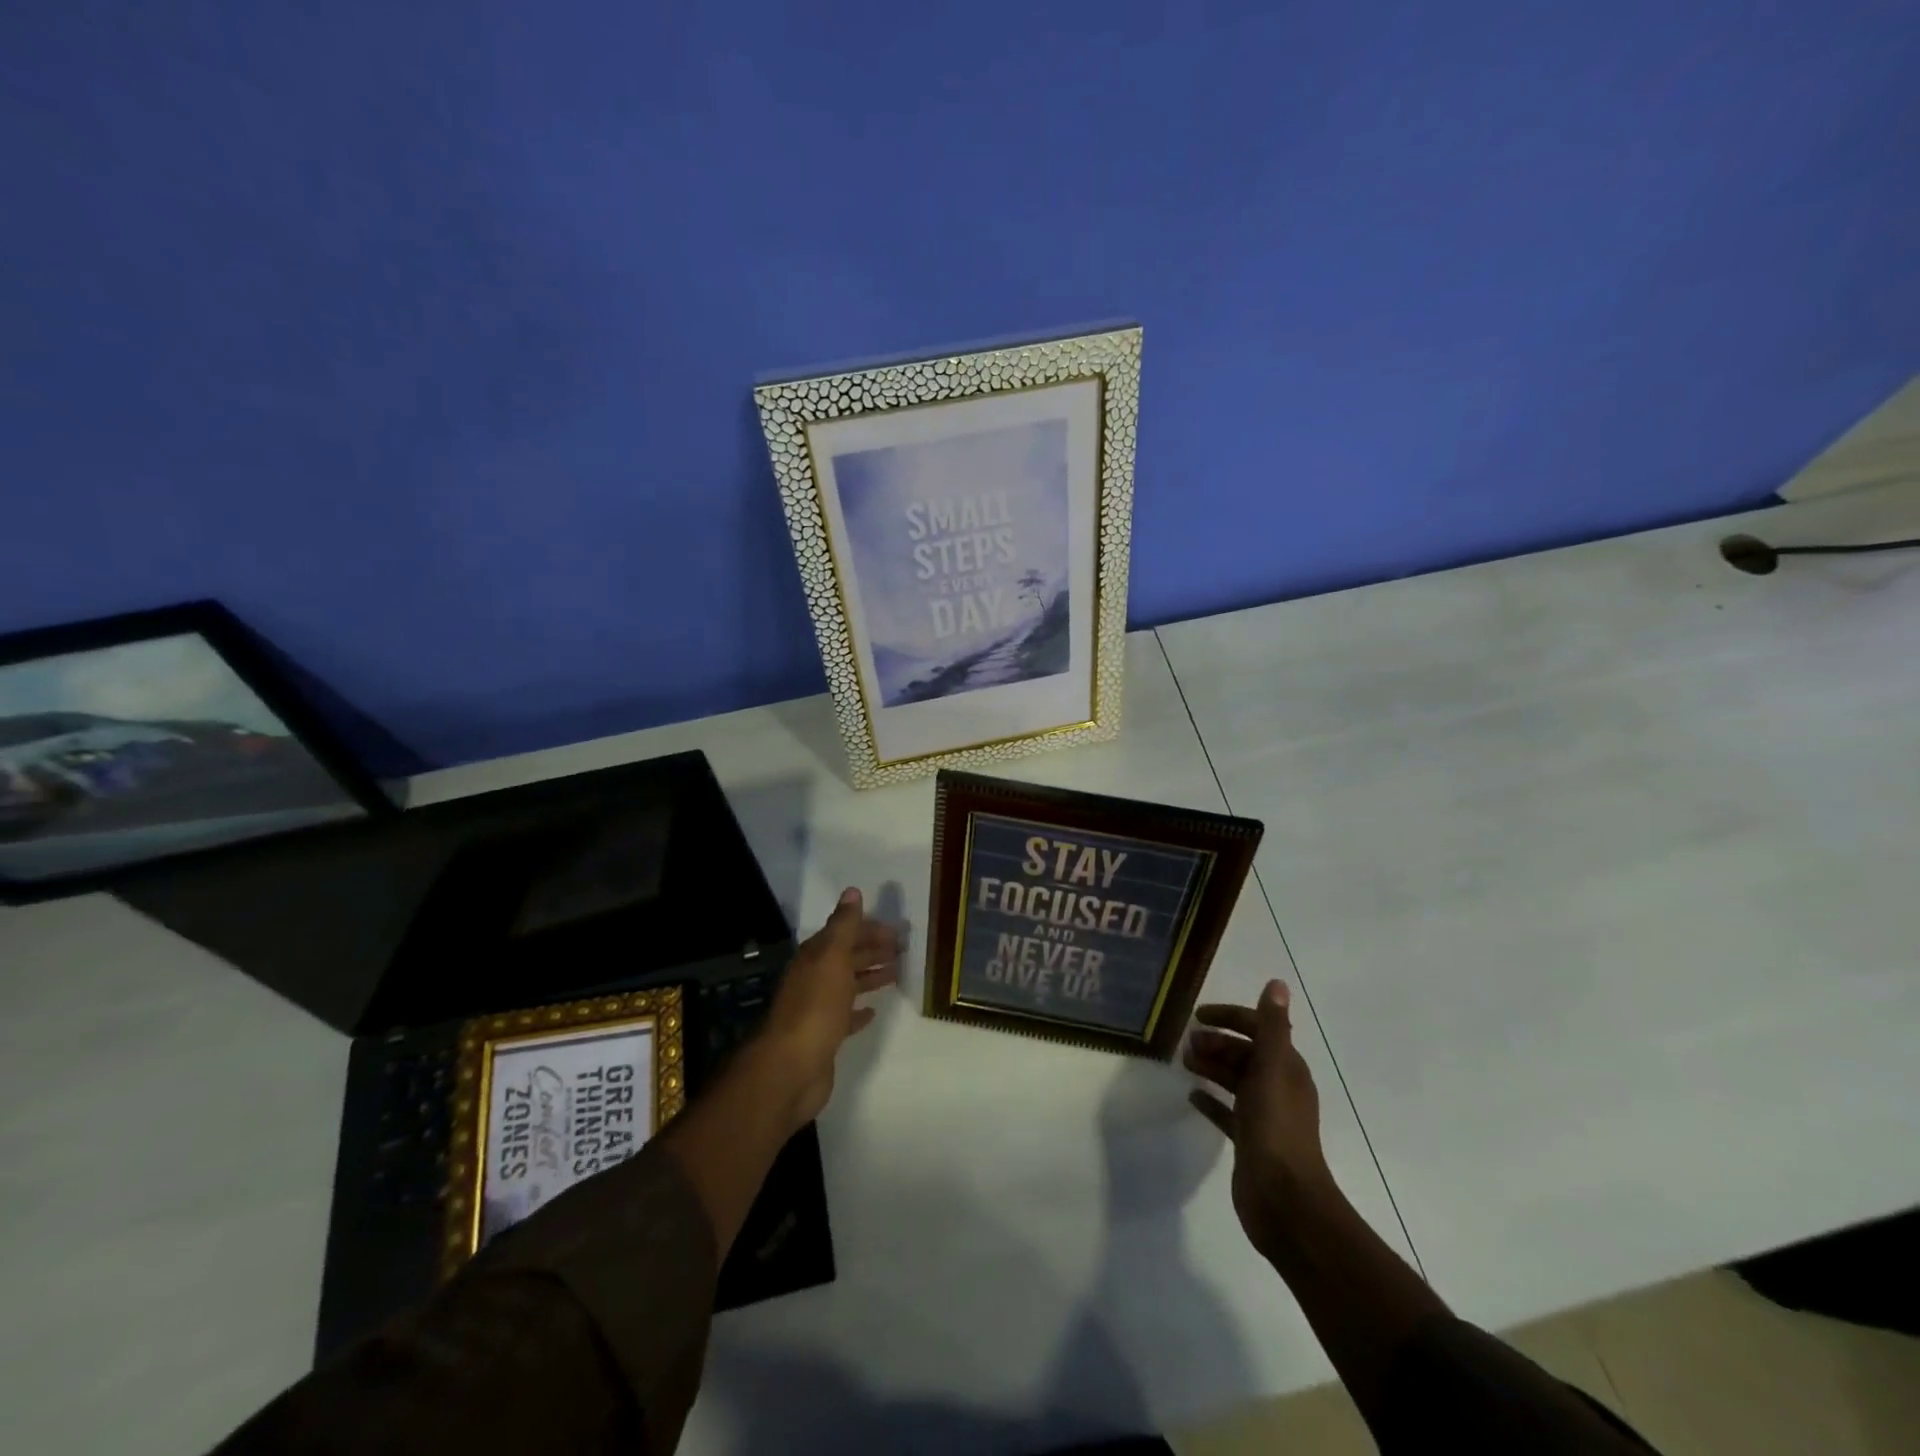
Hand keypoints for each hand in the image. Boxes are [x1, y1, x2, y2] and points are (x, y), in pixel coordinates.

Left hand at [758, 887, 899, 1130]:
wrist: (791, 1066)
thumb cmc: (816, 1006)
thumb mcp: (833, 957)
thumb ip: (844, 925)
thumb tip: (852, 891)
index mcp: (815, 957)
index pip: (844, 933)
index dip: (869, 929)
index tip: (897, 930)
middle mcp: (814, 978)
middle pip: (847, 958)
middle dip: (873, 950)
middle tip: (904, 949)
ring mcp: (818, 1008)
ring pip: (848, 985)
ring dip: (870, 976)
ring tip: (897, 973)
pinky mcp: (824, 1036)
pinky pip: (845, 1016)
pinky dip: (859, 1011)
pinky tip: (873, 1011)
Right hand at [1185, 979, 1333, 1261]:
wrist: (1285, 1202)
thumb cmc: (1276, 1130)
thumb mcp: (1272, 1071)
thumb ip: (1272, 1027)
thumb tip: (1277, 983)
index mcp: (1286, 1068)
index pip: (1258, 1028)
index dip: (1230, 1017)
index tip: (1197, 1015)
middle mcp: (1278, 1087)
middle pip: (1244, 1053)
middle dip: (1216, 1042)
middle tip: (1185, 1043)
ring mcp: (1264, 1116)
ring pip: (1234, 1080)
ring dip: (1211, 1066)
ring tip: (1184, 1061)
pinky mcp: (1249, 1141)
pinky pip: (1227, 1111)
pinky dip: (1211, 1099)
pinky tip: (1191, 1095)